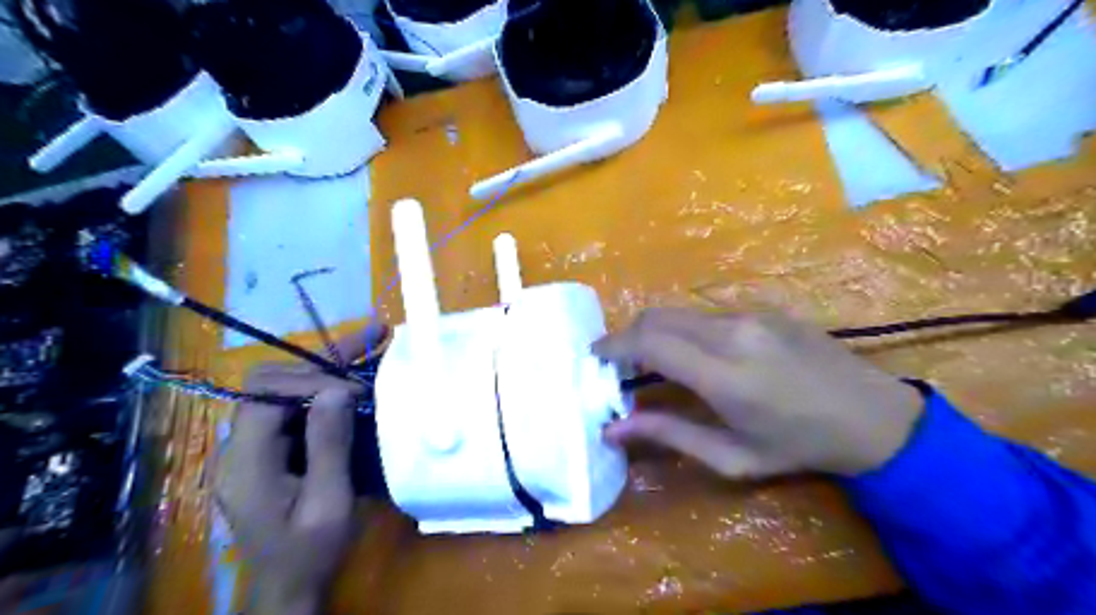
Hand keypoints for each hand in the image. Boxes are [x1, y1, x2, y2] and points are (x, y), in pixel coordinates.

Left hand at [214, 325, 385, 612]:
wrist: (289, 586)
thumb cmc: (310, 551)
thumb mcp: (328, 504)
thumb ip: (328, 446)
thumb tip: (336, 390)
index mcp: (246, 462)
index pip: (265, 395)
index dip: (310, 381)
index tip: (356, 389)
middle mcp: (239, 446)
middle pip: (267, 381)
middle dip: (319, 361)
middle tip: (368, 342)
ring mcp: (251, 446)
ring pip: (280, 387)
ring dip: (324, 366)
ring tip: (369, 342)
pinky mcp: (268, 449)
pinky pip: (291, 406)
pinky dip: (323, 387)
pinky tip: (354, 376)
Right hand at [596, 309, 918, 477]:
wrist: (873, 416)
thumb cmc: (799, 447)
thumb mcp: (732, 457)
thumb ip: (668, 435)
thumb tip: (613, 429)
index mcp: (724, 375)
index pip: (649, 343)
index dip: (614, 346)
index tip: (595, 357)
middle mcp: (732, 333)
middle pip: (657, 317)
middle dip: (628, 335)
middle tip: (620, 363)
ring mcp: (750, 315)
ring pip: (680, 312)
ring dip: (656, 331)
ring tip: (655, 361)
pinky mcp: (763, 309)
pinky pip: (707, 314)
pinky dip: (685, 329)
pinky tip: (698, 354)